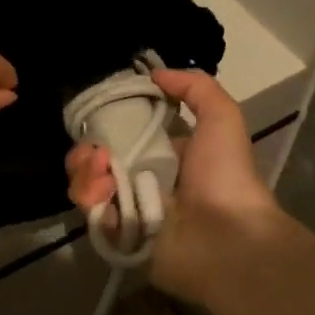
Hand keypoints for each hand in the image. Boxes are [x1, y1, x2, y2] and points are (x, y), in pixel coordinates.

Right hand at [65, 69, 288, 306]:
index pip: (124, 133)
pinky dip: (90, 198)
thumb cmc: (225, 176)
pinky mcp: (118, 235)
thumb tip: (154, 74)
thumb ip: (194, 87)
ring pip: (88, 183)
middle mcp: (144, 179)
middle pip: (97, 158)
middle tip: (94, 152)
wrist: (228, 240)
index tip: (98, 115)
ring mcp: (129, 208)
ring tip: (99, 170)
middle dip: (87, 150)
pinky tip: (103, 192)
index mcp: (166, 153)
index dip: (107, 122)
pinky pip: (91, 212)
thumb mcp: (222, 117)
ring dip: (85, 171)